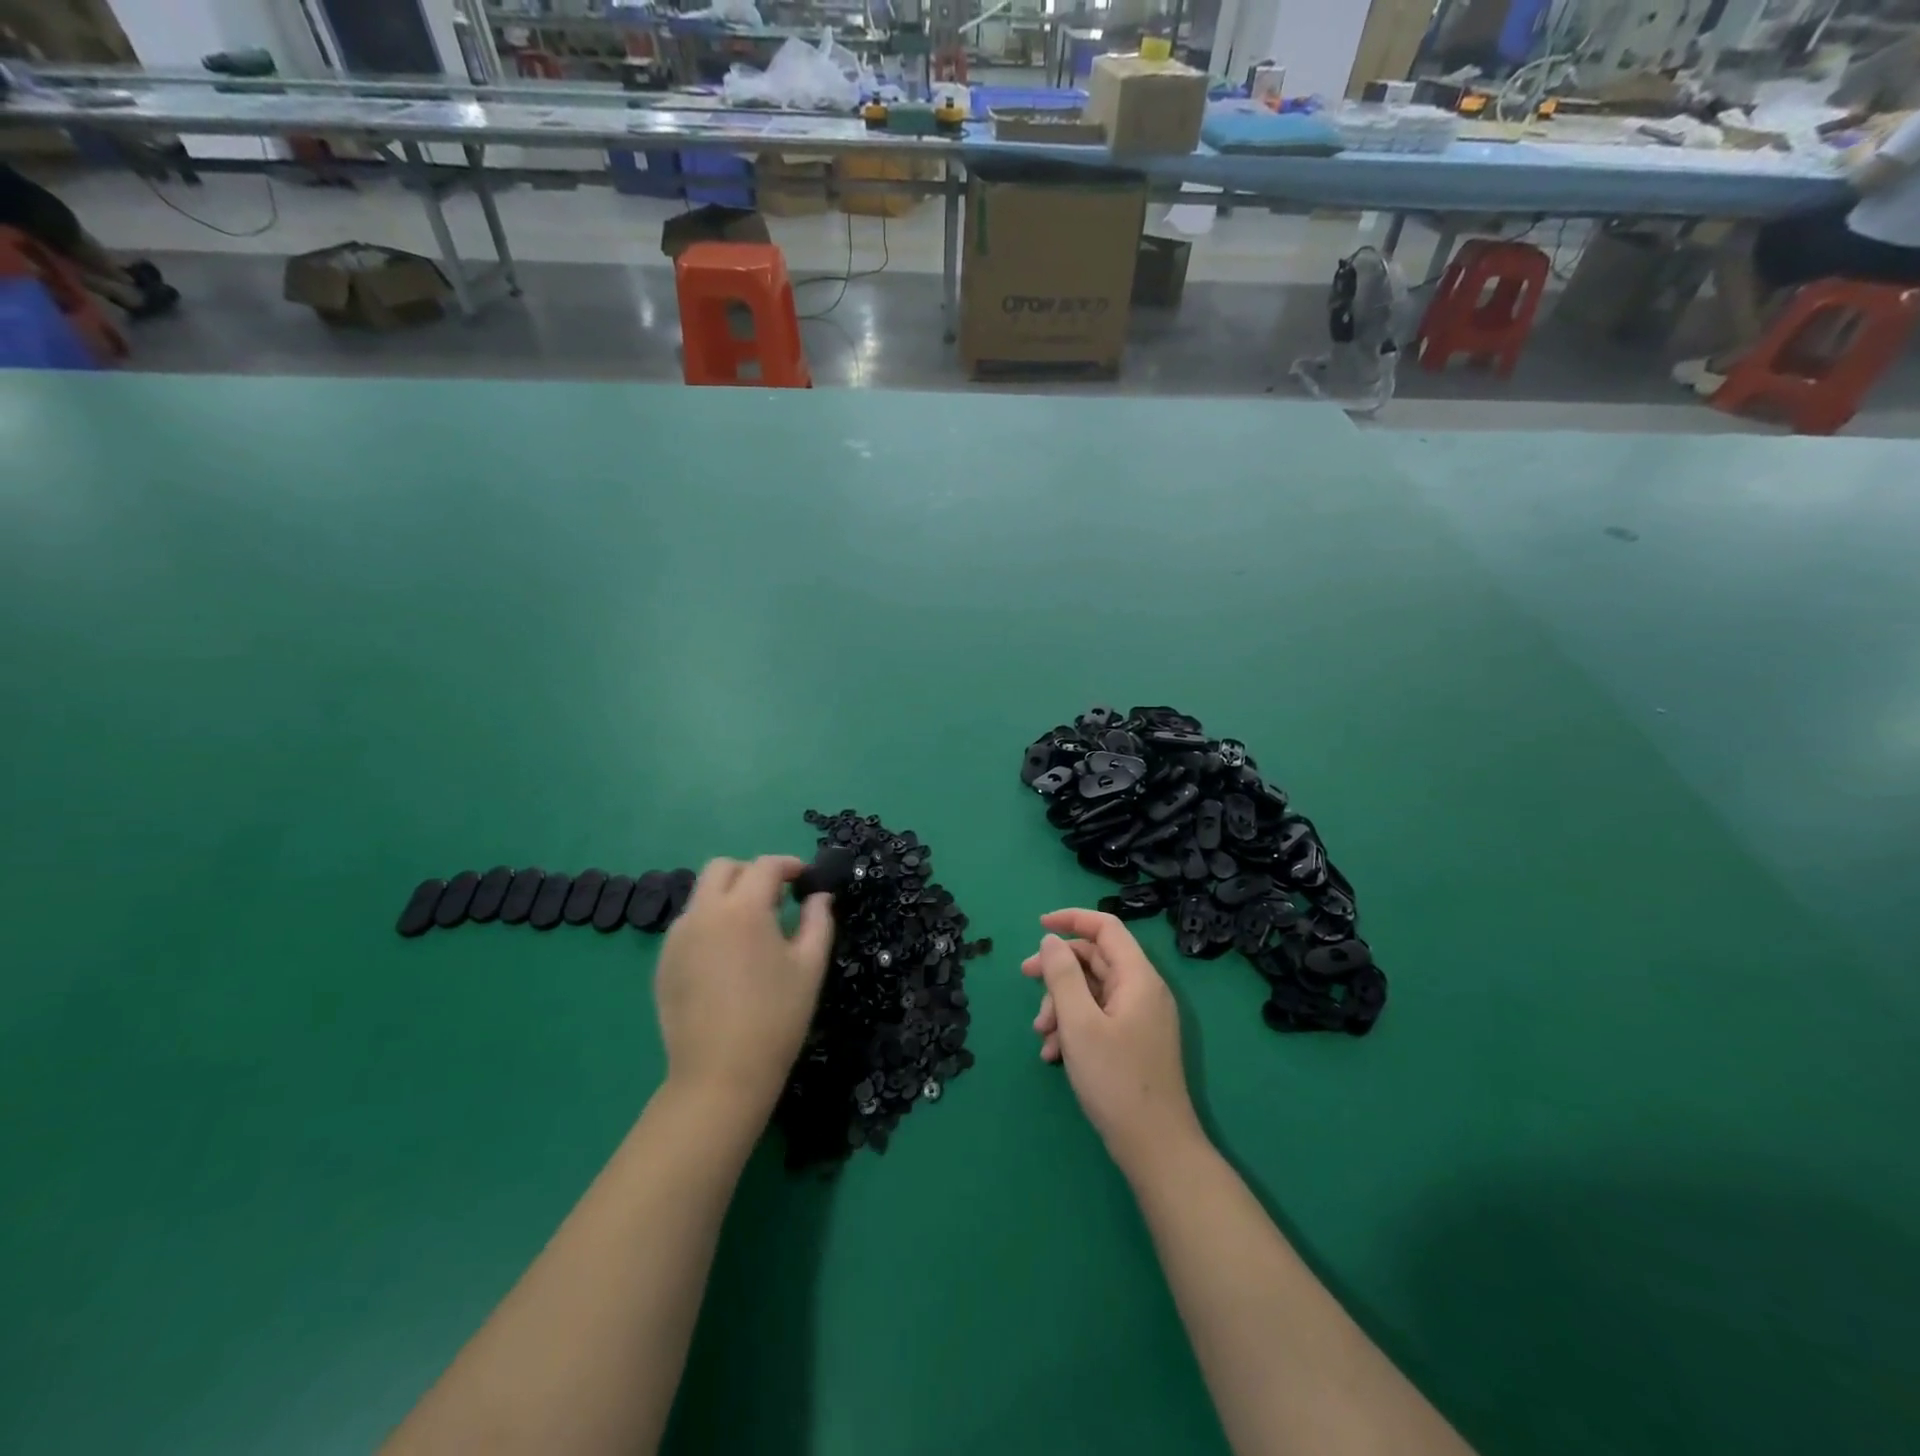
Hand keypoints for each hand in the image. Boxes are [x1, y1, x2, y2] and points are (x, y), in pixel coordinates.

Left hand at [654, 856, 833, 1121]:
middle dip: (751, 873)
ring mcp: (678, 937)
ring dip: (727, 897)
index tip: (805, 880)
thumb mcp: (810, 966)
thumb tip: (819, 896)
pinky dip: (710, 924)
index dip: (789, 865)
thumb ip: (818, 921)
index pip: (765, 866)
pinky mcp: (663, 962)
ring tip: (751, 930)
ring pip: (701, 895)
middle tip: (775, 898)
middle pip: (722, 868)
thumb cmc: (776, 1018)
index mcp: (743, 909)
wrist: (720, 1075)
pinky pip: (688, 925)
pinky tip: (727, 958)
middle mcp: (703, 913)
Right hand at [1022, 909, 1202, 1175]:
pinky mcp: (1134, 1042)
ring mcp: (1140, 1018)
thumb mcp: (1079, 1023)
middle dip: (1058, 969)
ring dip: (1061, 1004)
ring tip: (1041, 1034)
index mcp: (1138, 977)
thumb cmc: (1115, 1079)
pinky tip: (1053, 1054)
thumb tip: (1052, 941)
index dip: (1072, 919)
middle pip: (1096, 959)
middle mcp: (1143, 991)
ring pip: (1093, 991)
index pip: (1106, 928)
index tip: (1039, 925)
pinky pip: (1099, 1017)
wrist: (1155, 1147)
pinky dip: (1074, 1026)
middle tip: (1025, 977)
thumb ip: (1063, 976)